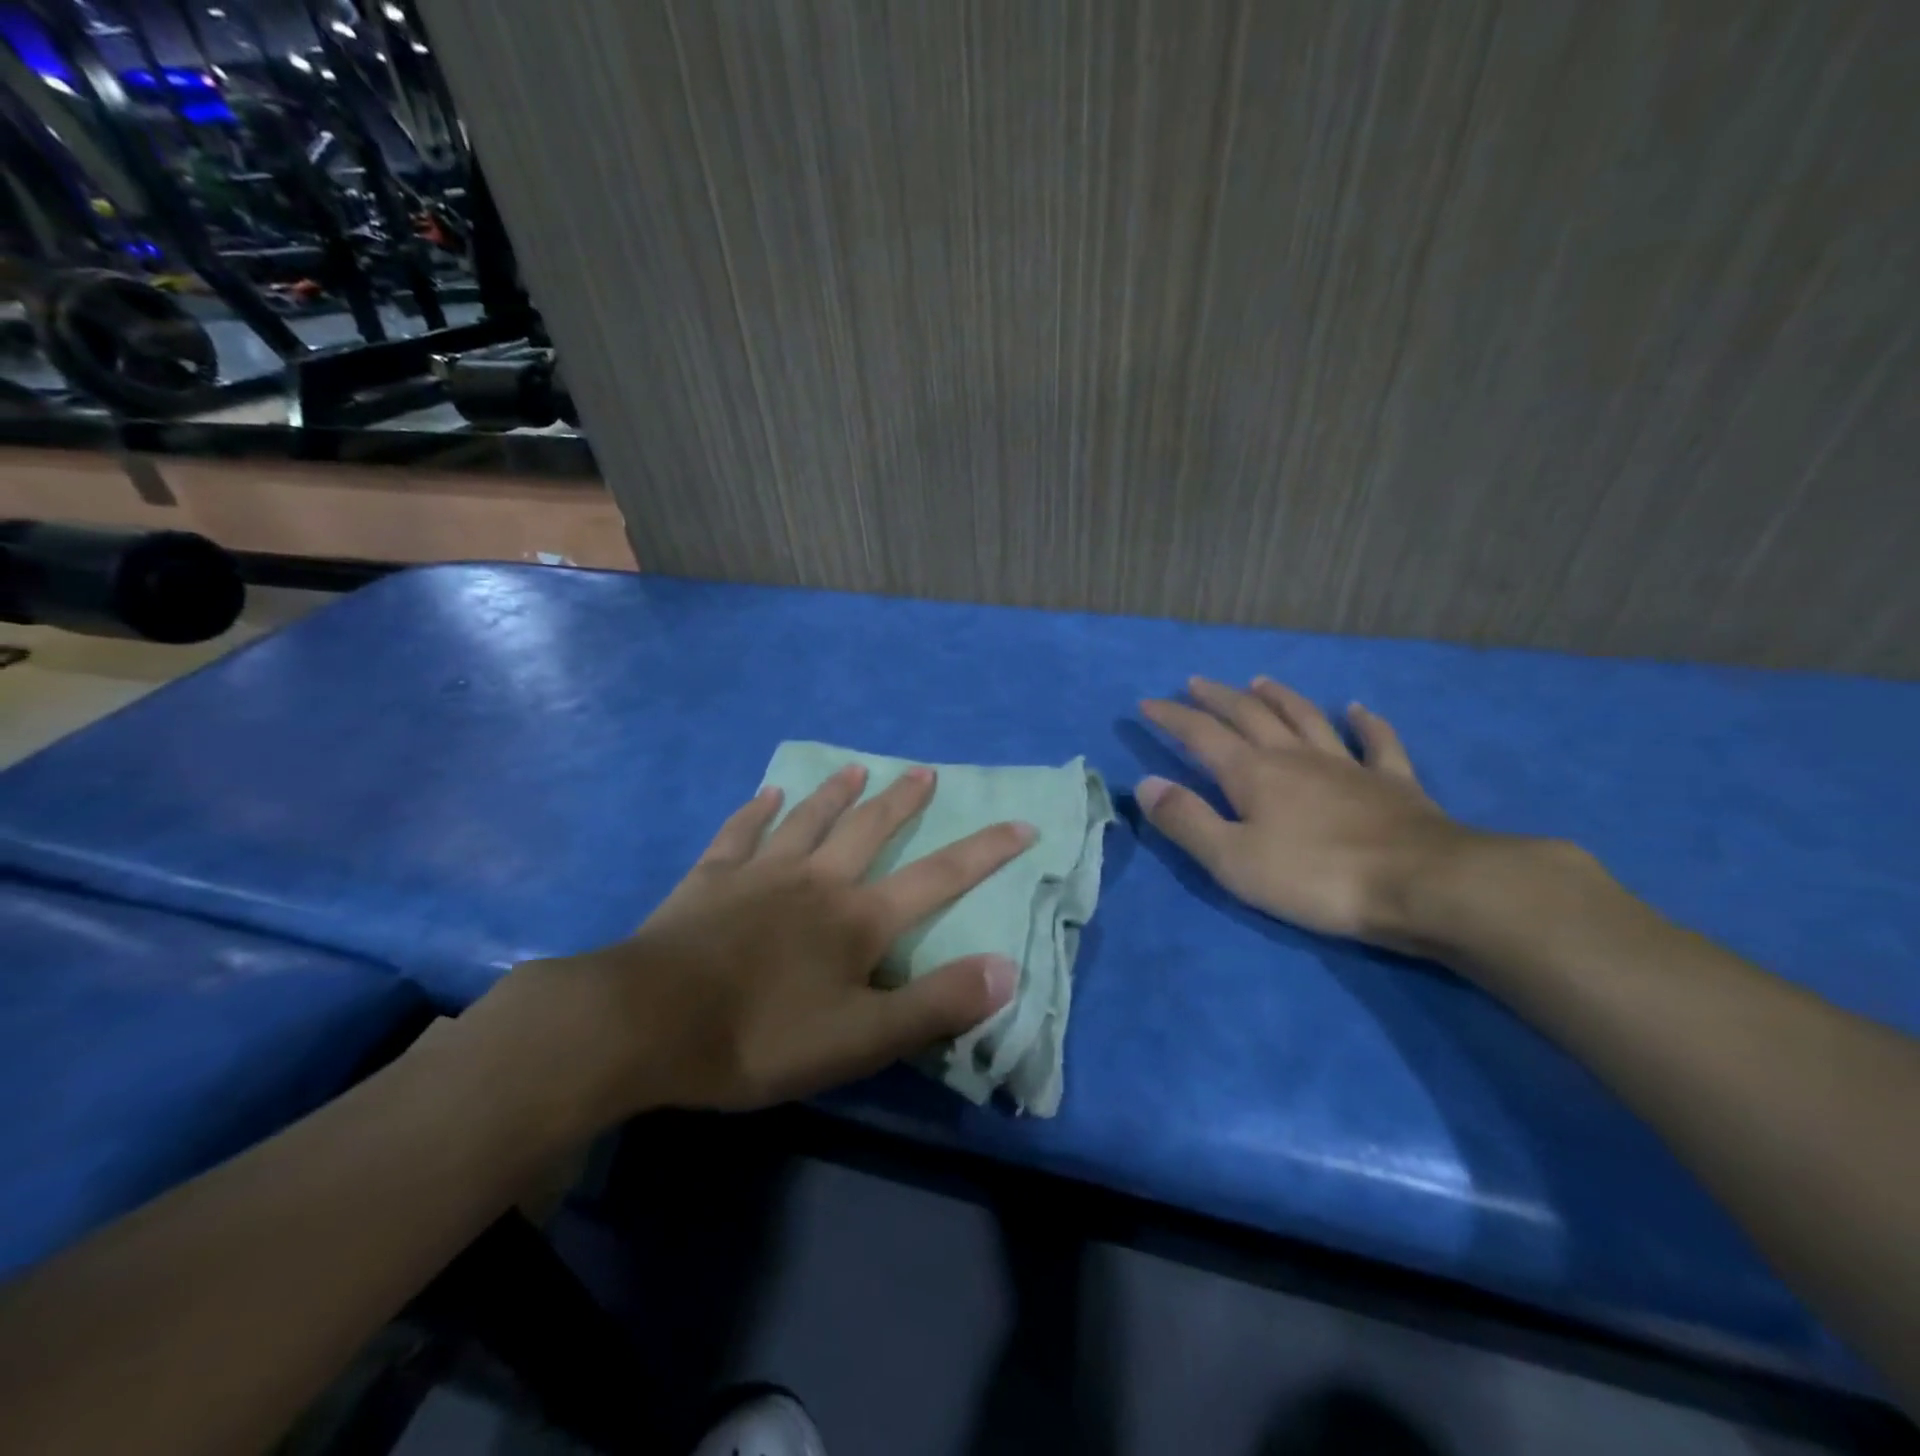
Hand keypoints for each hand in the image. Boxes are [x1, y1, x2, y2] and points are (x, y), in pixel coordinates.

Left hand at [486, 764, 1032, 1124]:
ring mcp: (759, 874)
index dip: (985, 852)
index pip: (938, 877)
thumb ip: (936, 1003)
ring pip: (808, 820)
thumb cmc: (760, 1036)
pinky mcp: (709, 880)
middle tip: (924, 772)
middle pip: (870, 830)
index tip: (1021, 824)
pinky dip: (756, 812)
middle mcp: (816, 881)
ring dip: (835, 793)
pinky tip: (766, 794)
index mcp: (857, 919)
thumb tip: (1008, 969)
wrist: (646, 1024)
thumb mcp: (860, 1039)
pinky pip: (739, 834)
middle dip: (902, 802)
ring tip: (857, 767)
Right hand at [1137, 677, 1475, 947]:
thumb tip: (1146, 783)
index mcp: (1253, 774)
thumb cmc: (1316, 877)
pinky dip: (1366, 723)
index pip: (1201, 735)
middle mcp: (1295, 756)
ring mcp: (1347, 764)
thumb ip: (1186, 820)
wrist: (1422, 885)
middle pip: (1250, 715)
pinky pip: (1377, 742)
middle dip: (1217, 697)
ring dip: (1280, 697)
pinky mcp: (1392, 782)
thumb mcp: (1233, 859)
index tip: (1147, 703)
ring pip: (1306, 718)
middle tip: (1195, 683)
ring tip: (1260, 680)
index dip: (1172, 717)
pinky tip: (1358, 709)